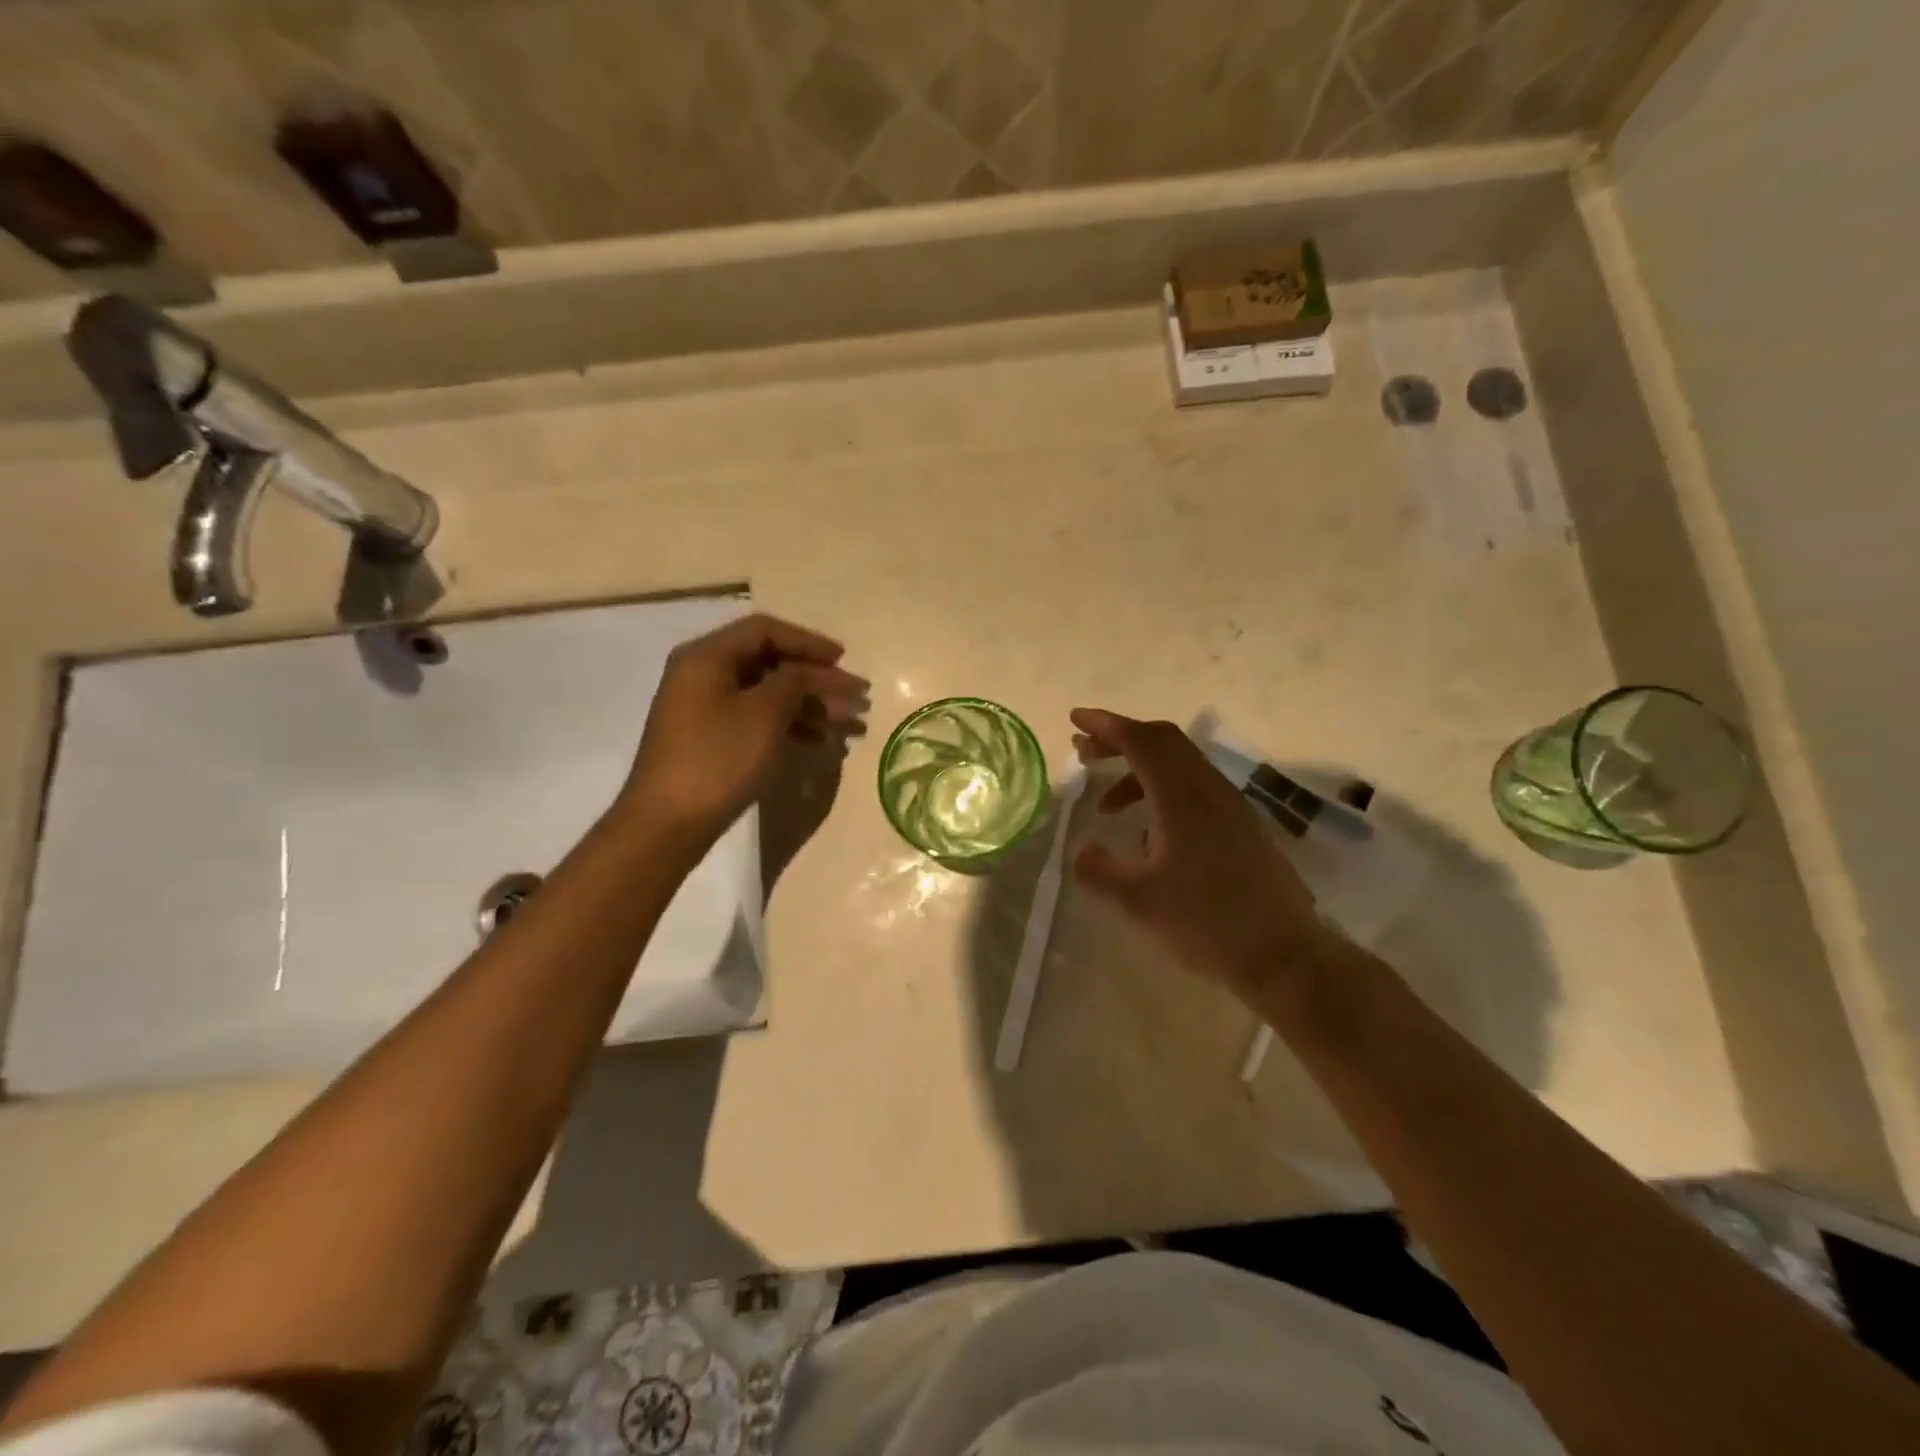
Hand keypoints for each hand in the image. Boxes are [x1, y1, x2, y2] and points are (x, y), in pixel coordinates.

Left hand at [617, 614, 866, 852]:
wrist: (667, 823)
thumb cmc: (718, 760)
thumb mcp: (765, 714)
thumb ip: (796, 681)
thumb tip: (817, 672)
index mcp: (707, 657)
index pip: (765, 630)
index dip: (809, 642)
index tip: (843, 661)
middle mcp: (702, 674)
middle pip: (768, 660)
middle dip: (814, 677)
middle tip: (851, 696)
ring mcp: (703, 708)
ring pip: (766, 692)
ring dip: (807, 703)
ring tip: (845, 723)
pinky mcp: (709, 738)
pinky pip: (756, 717)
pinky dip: (788, 724)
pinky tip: (817, 741)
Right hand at [1070, 708, 1330, 1000]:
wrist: (1283, 954)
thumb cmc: (1205, 922)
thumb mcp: (1137, 901)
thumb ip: (1099, 870)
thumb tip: (1081, 849)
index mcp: (1181, 797)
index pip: (1141, 741)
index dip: (1106, 725)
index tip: (1075, 719)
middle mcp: (1208, 789)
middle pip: (1163, 742)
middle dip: (1120, 739)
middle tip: (1085, 751)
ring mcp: (1230, 806)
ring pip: (1179, 765)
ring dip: (1139, 770)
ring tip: (1106, 805)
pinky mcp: (1241, 826)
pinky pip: (1194, 789)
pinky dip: (1161, 792)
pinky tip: (1148, 835)